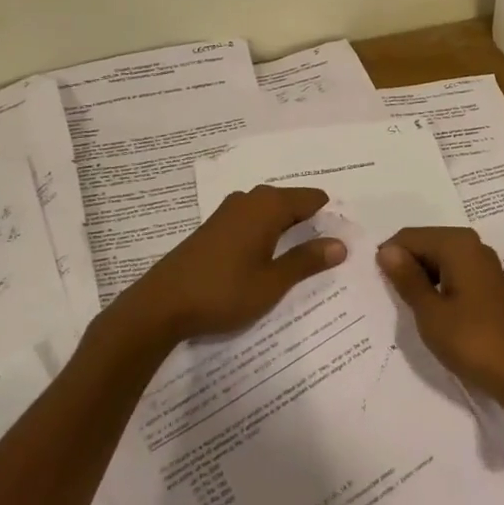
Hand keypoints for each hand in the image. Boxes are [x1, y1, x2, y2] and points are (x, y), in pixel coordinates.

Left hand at [121, 186, 346, 348]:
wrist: (160, 306)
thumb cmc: (223, 292)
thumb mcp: (272, 282)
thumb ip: (307, 261)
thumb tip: (340, 244)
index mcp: (267, 206)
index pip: (311, 198)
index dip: (329, 216)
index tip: (343, 237)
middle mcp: (248, 200)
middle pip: (290, 202)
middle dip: (309, 222)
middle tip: (328, 250)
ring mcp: (227, 212)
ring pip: (269, 212)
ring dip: (286, 229)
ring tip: (302, 257)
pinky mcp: (213, 228)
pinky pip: (251, 221)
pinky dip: (266, 235)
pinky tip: (268, 258)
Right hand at [376, 227, 503, 421]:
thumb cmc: (474, 342)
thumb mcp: (431, 313)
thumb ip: (407, 279)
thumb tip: (386, 250)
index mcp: (457, 244)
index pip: (408, 237)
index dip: (389, 259)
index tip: (379, 289)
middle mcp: (471, 245)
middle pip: (424, 244)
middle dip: (405, 268)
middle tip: (394, 302)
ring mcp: (483, 265)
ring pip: (438, 261)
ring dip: (421, 281)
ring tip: (411, 311)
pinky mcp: (488, 285)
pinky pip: (453, 274)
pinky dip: (438, 288)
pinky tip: (432, 314)